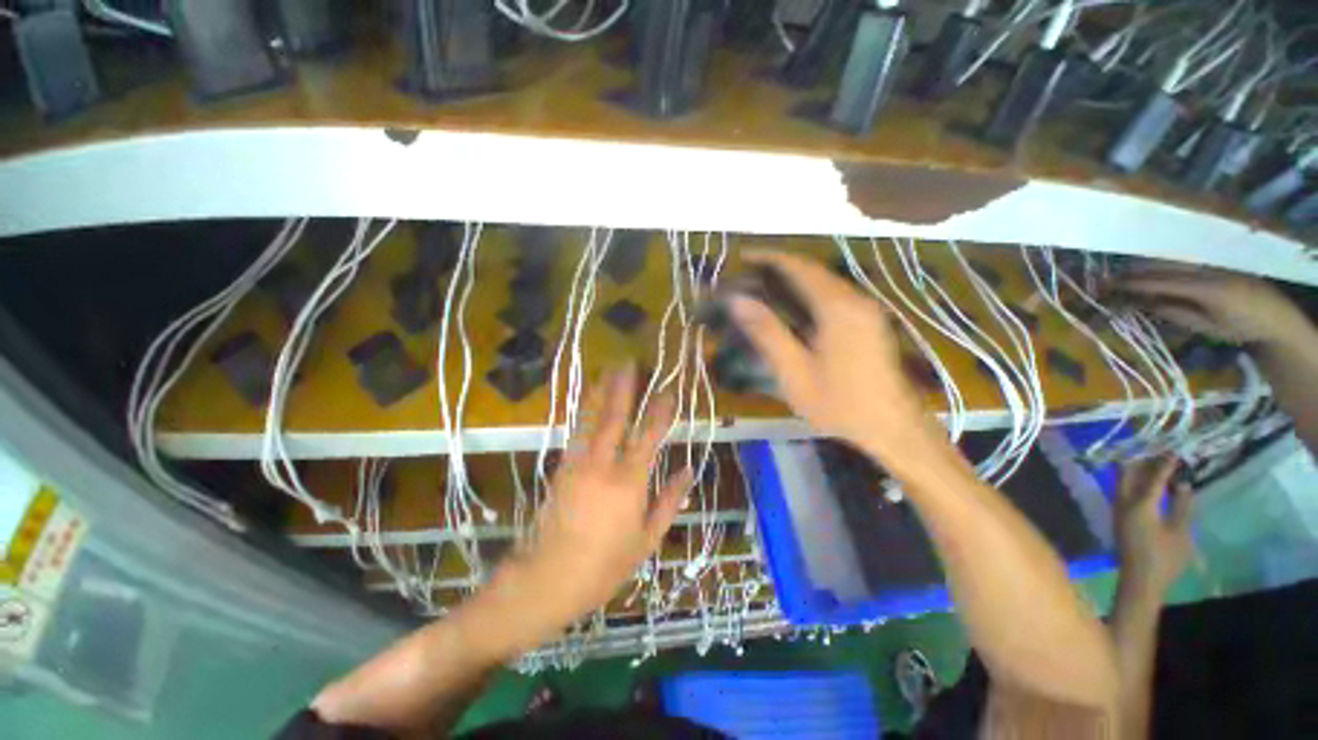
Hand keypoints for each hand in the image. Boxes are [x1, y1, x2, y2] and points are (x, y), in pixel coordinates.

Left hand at [480, 364, 690, 655]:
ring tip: (606, 371)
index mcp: (628, 483)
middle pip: (614, 418)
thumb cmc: (604, 566)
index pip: (648, 436)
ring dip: (599, 392)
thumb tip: (688, 471)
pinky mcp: (561, 468)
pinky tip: (587, 401)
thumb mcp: (646, 540)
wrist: (546, 580)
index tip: (667, 391)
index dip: (659, 412)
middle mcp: (602, 465)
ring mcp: (578, 464)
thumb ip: (669, 501)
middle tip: (628, 363)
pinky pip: (576, 432)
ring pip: (590, 420)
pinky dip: (583, 412)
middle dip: (622, 388)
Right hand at [728, 251, 937, 458]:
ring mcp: (866, 309)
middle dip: (780, 266)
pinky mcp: (869, 321)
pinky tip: (794, 307)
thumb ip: (767, 332)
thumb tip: (738, 300)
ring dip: (795, 278)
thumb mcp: (794, 372)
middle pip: (814, 270)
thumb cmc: (839, 403)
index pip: (799, 267)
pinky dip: (809, 291)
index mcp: (837, 308)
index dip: (769, 258)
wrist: (893, 427)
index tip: (743, 256)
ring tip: (765, 287)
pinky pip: (834, 295)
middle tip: (749, 274)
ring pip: (825, 281)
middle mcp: (855, 299)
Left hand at [1115, 457, 1193, 596]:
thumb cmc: (1165, 559)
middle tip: (1161, 454)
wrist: (1140, 582)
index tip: (1175, 452)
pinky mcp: (1119, 518)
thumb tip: (1183, 484)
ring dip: (1138, 471)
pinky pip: (1124, 492)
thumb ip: (1182, 506)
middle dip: (1143, 461)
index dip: (1164, 464)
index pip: (1152, 477)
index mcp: (1141, 505)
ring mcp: (1118, 510)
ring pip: (1124, 482)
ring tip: (1157, 465)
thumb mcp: (1181, 532)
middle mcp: (1123, 503)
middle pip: (1128, 474)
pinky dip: (1135, 483)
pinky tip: (1150, 485)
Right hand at [1121, 266, 1309, 346]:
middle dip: (1135, 272)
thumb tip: (1142, 304)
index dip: (1133, 283)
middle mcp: (1205, 269)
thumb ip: (1175, 312)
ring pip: (1172, 261)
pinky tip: (1151, 269)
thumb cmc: (1240, 327)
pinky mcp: (1214, 263)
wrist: (1275, 316)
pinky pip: (1183, 261)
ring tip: (1124, 273)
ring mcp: (1210, 263)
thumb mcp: (1206, 326)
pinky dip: (1163, 265)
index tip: (1107, 286)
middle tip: (1108, 279)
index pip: (1160, 282)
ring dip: (1146, 266)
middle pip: (1163, 267)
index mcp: (1203, 287)